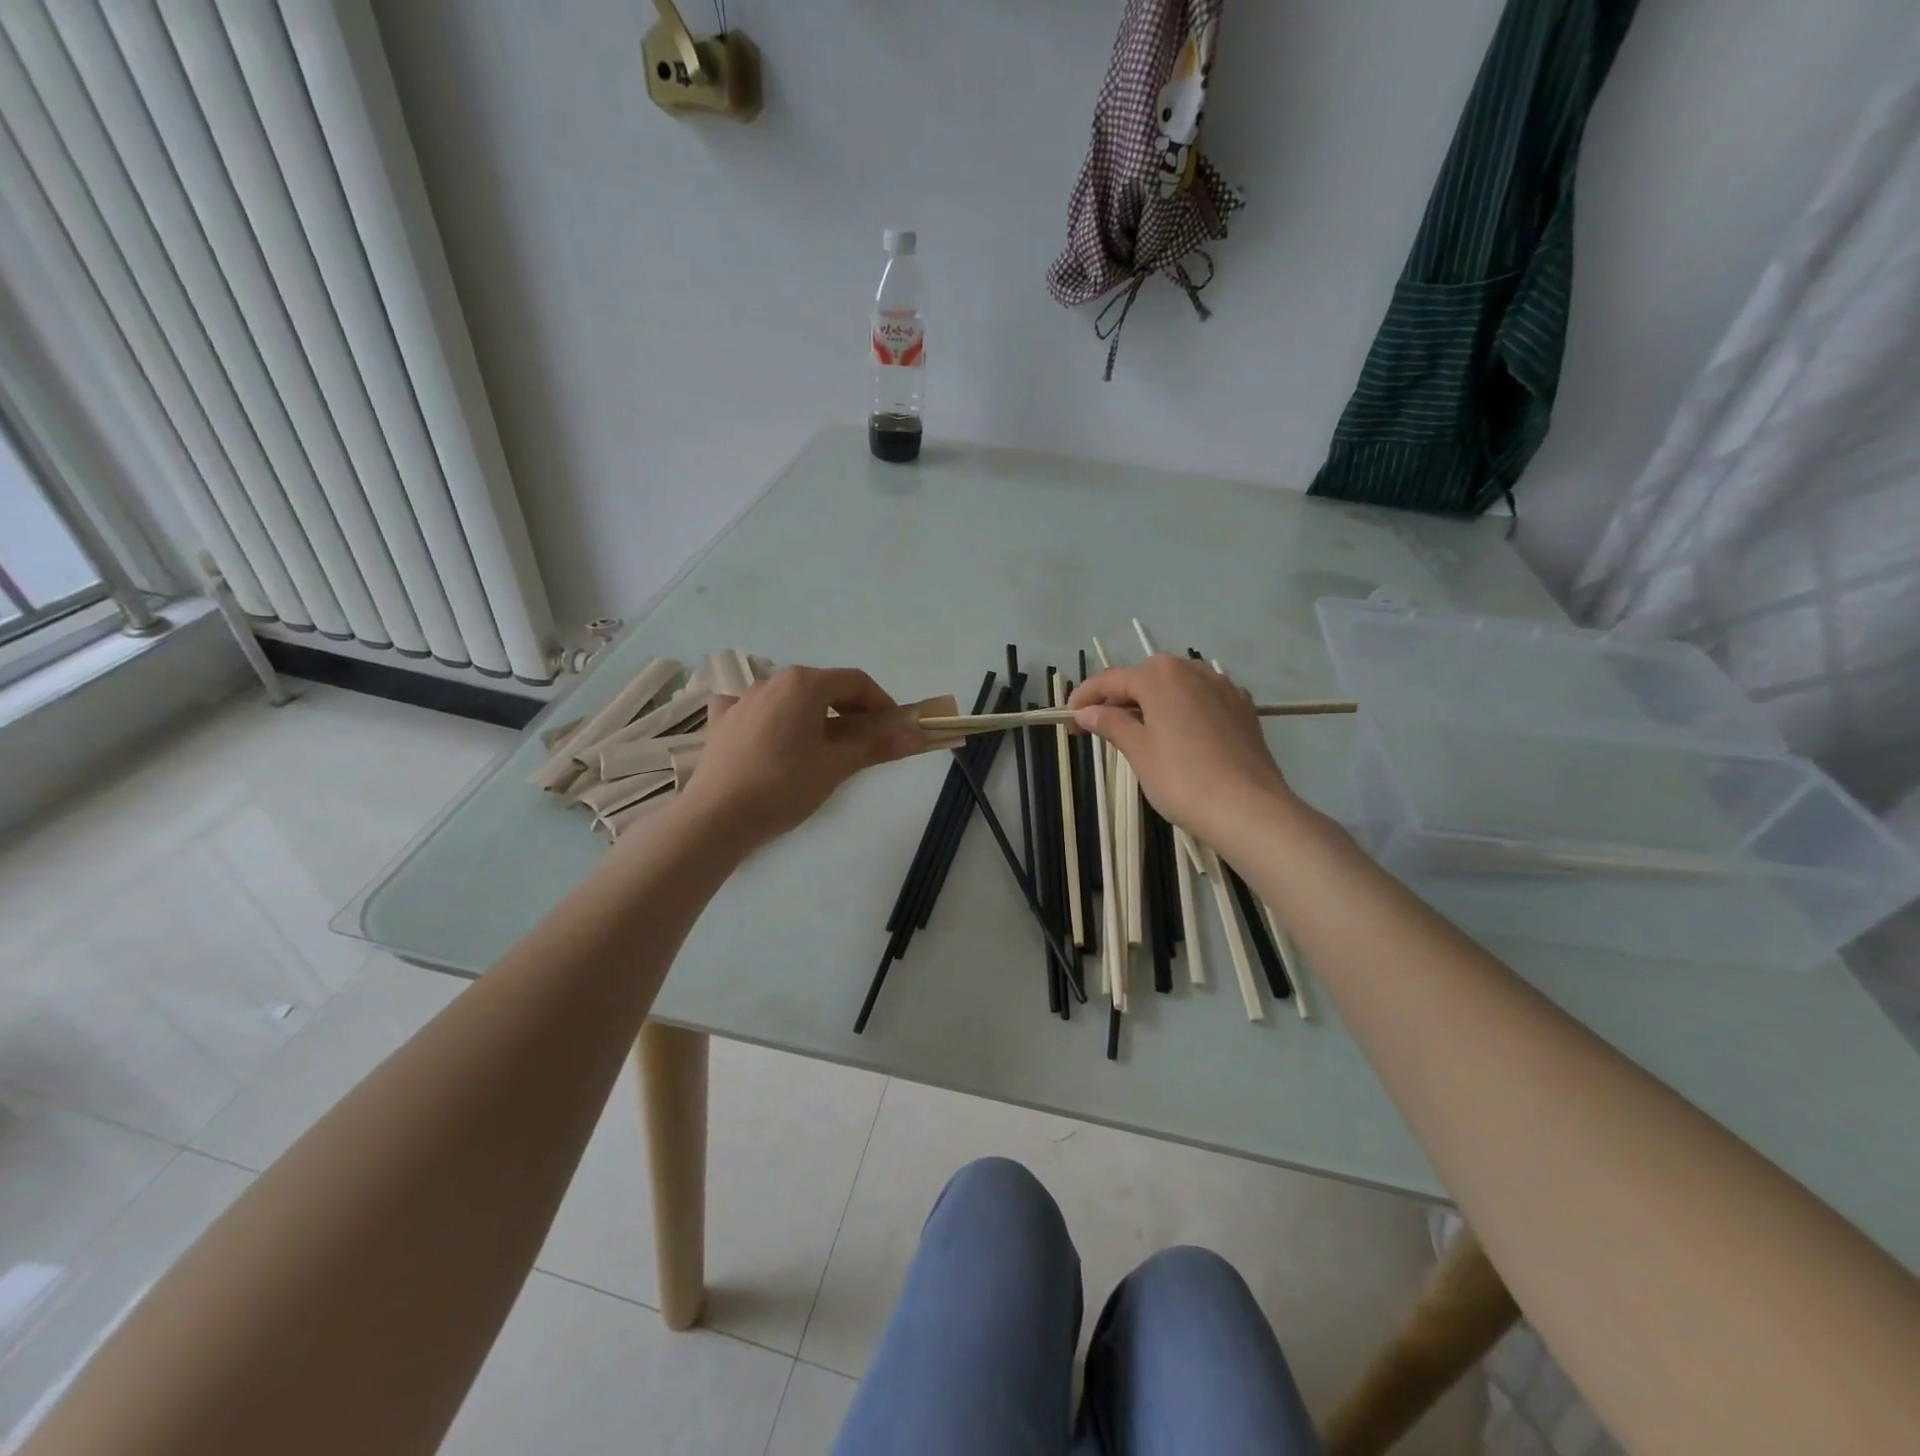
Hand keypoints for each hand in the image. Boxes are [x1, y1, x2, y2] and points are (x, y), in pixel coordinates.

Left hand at [678, 666, 926, 850]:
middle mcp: (772, 680)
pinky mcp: (721, 720)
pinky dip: (771, 716)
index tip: (893, 728)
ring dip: (814, 714)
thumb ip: (877, 746)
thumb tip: (917, 736)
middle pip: (823, 686)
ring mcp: (742, 698)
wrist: (717, 817)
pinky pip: (754, 708)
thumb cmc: (784, 786)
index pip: (855, 681)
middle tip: (864, 742)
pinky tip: (770, 735)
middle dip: (850, 709)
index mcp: (804, 684)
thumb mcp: (836, 766)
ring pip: (790, 697)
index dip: (881, 702)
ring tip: (821, 747)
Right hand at [1068, 655, 1294, 847]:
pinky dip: (1181, 710)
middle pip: (1145, 678)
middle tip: (1097, 727)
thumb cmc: (1182, 779)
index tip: (1068, 718)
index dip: (1086, 697)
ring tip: (1136, 730)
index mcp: (1160, 676)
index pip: (1111, 680)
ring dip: (1151, 702)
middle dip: (1118, 699)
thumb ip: (1111, 724)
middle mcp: (1192, 670)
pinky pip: (1201, 699)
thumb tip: (1086, 712)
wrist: (1248, 808)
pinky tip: (1177, 733)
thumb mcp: (1138, 751)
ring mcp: (1222, 687)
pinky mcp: (1242, 708)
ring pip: (1175, 687)